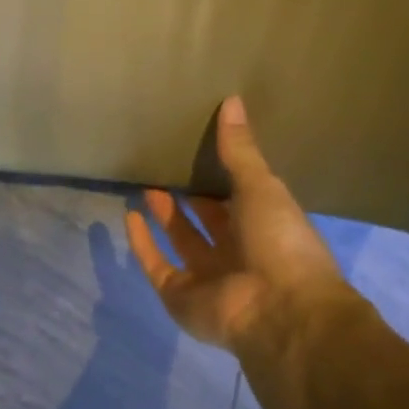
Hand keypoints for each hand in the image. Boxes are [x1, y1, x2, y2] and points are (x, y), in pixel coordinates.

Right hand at [126, 96, 352, 352]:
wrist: (278, 308)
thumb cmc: (279, 241)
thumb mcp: (261, 187)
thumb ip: (240, 150)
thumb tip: (232, 100)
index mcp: (264, 227)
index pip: (239, 198)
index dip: (221, 178)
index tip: (200, 150)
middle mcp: (236, 252)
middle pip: (208, 221)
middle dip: (189, 198)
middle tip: (167, 166)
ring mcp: (207, 277)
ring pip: (181, 241)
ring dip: (165, 216)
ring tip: (146, 185)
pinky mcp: (180, 295)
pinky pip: (157, 265)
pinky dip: (142, 244)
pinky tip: (129, 216)